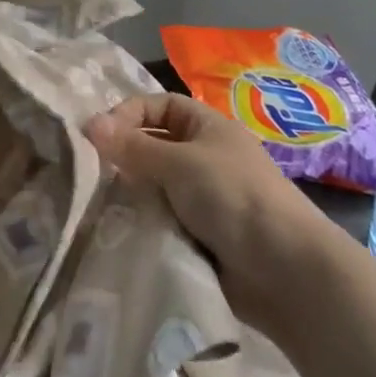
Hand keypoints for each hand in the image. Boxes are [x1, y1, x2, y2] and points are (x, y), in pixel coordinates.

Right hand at [85, 92, 326, 332]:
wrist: (287, 271)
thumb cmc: (233, 197)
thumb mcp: (179, 163)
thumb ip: (134, 147)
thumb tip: (89, 123)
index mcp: (206, 127)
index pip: (158, 106)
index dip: (128, 114)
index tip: (98, 136)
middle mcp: (205, 156)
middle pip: (154, 146)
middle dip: (125, 158)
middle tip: (92, 174)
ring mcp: (205, 198)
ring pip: (156, 187)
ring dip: (134, 195)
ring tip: (102, 206)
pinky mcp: (203, 236)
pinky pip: (164, 220)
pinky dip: (146, 225)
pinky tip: (124, 233)